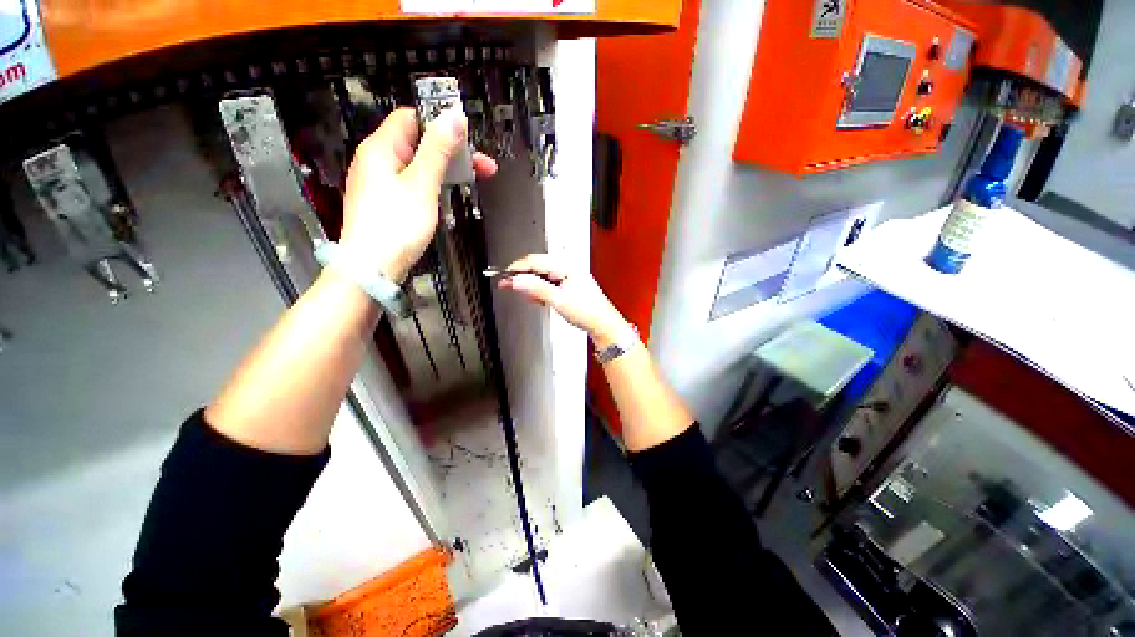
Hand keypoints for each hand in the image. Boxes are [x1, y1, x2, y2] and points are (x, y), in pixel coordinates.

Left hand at [339, 107, 496, 281]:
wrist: (372, 268)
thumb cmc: (396, 225)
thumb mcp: (422, 185)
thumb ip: (438, 150)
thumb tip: (453, 116)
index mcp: (381, 148)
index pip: (412, 118)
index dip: (440, 123)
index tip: (469, 140)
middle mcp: (377, 160)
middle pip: (418, 143)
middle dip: (452, 152)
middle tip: (484, 168)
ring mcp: (381, 183)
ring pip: (418, 166)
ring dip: (446, 171)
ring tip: (472, 183)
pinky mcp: (387, 202)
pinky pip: (413, 184)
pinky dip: (433, 186)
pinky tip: (448, 197)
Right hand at [498, 254, 629, 346]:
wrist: (603, 324)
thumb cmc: (588, 311)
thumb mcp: (557, 299)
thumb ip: (535, 288)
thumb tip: (516, 280)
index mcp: (567, 265)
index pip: (535, 261)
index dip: (517, 268)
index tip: (504, 276)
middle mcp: (568, 267)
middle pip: (538, 266)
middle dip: (523, 277)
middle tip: (508, 285)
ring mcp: (569, 276)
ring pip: (543, 275)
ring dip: (532, 285)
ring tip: (529, 297)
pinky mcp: (569, 285)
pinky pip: (550, 283)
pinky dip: (541, 290)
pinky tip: (539, 298)